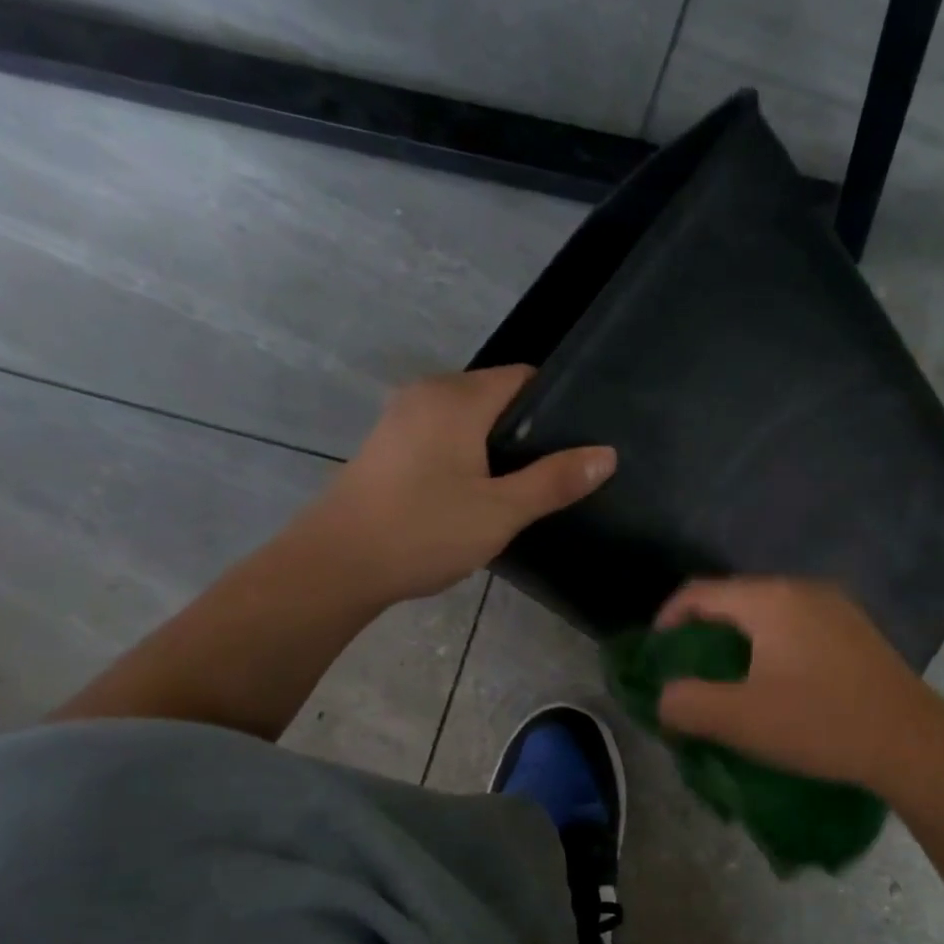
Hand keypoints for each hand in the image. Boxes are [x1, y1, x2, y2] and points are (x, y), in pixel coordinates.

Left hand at [301, 366, 614, 604]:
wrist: (337, 565)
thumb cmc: (423, 531)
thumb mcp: (500, 511)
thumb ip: (554, 480)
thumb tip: (607, 454)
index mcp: (457, 398)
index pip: (523, 378)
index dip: (557, 404)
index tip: (582, 440)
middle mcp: (427, 395)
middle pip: (496, 396)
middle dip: (530, 429)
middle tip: (561, 472)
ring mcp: (402, 419)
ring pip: (469, 420)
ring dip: (498, 447)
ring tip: (528, 487)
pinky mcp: (389, 447)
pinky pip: (444, 437)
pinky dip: (469, 456)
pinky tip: (479, 494)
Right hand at [654, 577, 941, 791]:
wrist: (912, 742)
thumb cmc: (820, 723)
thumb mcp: (740, 720)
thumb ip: (687, 704)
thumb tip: (665, 698)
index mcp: (770, 599)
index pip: (699, 593)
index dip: (667, 619)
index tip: (656, 655)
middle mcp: (803, 589)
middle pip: (735, 599)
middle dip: (704, 632)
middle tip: (691, 671)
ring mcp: (837, 607)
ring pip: (769, 613)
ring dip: (741, 641)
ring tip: (731, 680)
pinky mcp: (858, 630)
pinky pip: (799, 626)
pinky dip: (774, 646)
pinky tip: (780, 682)